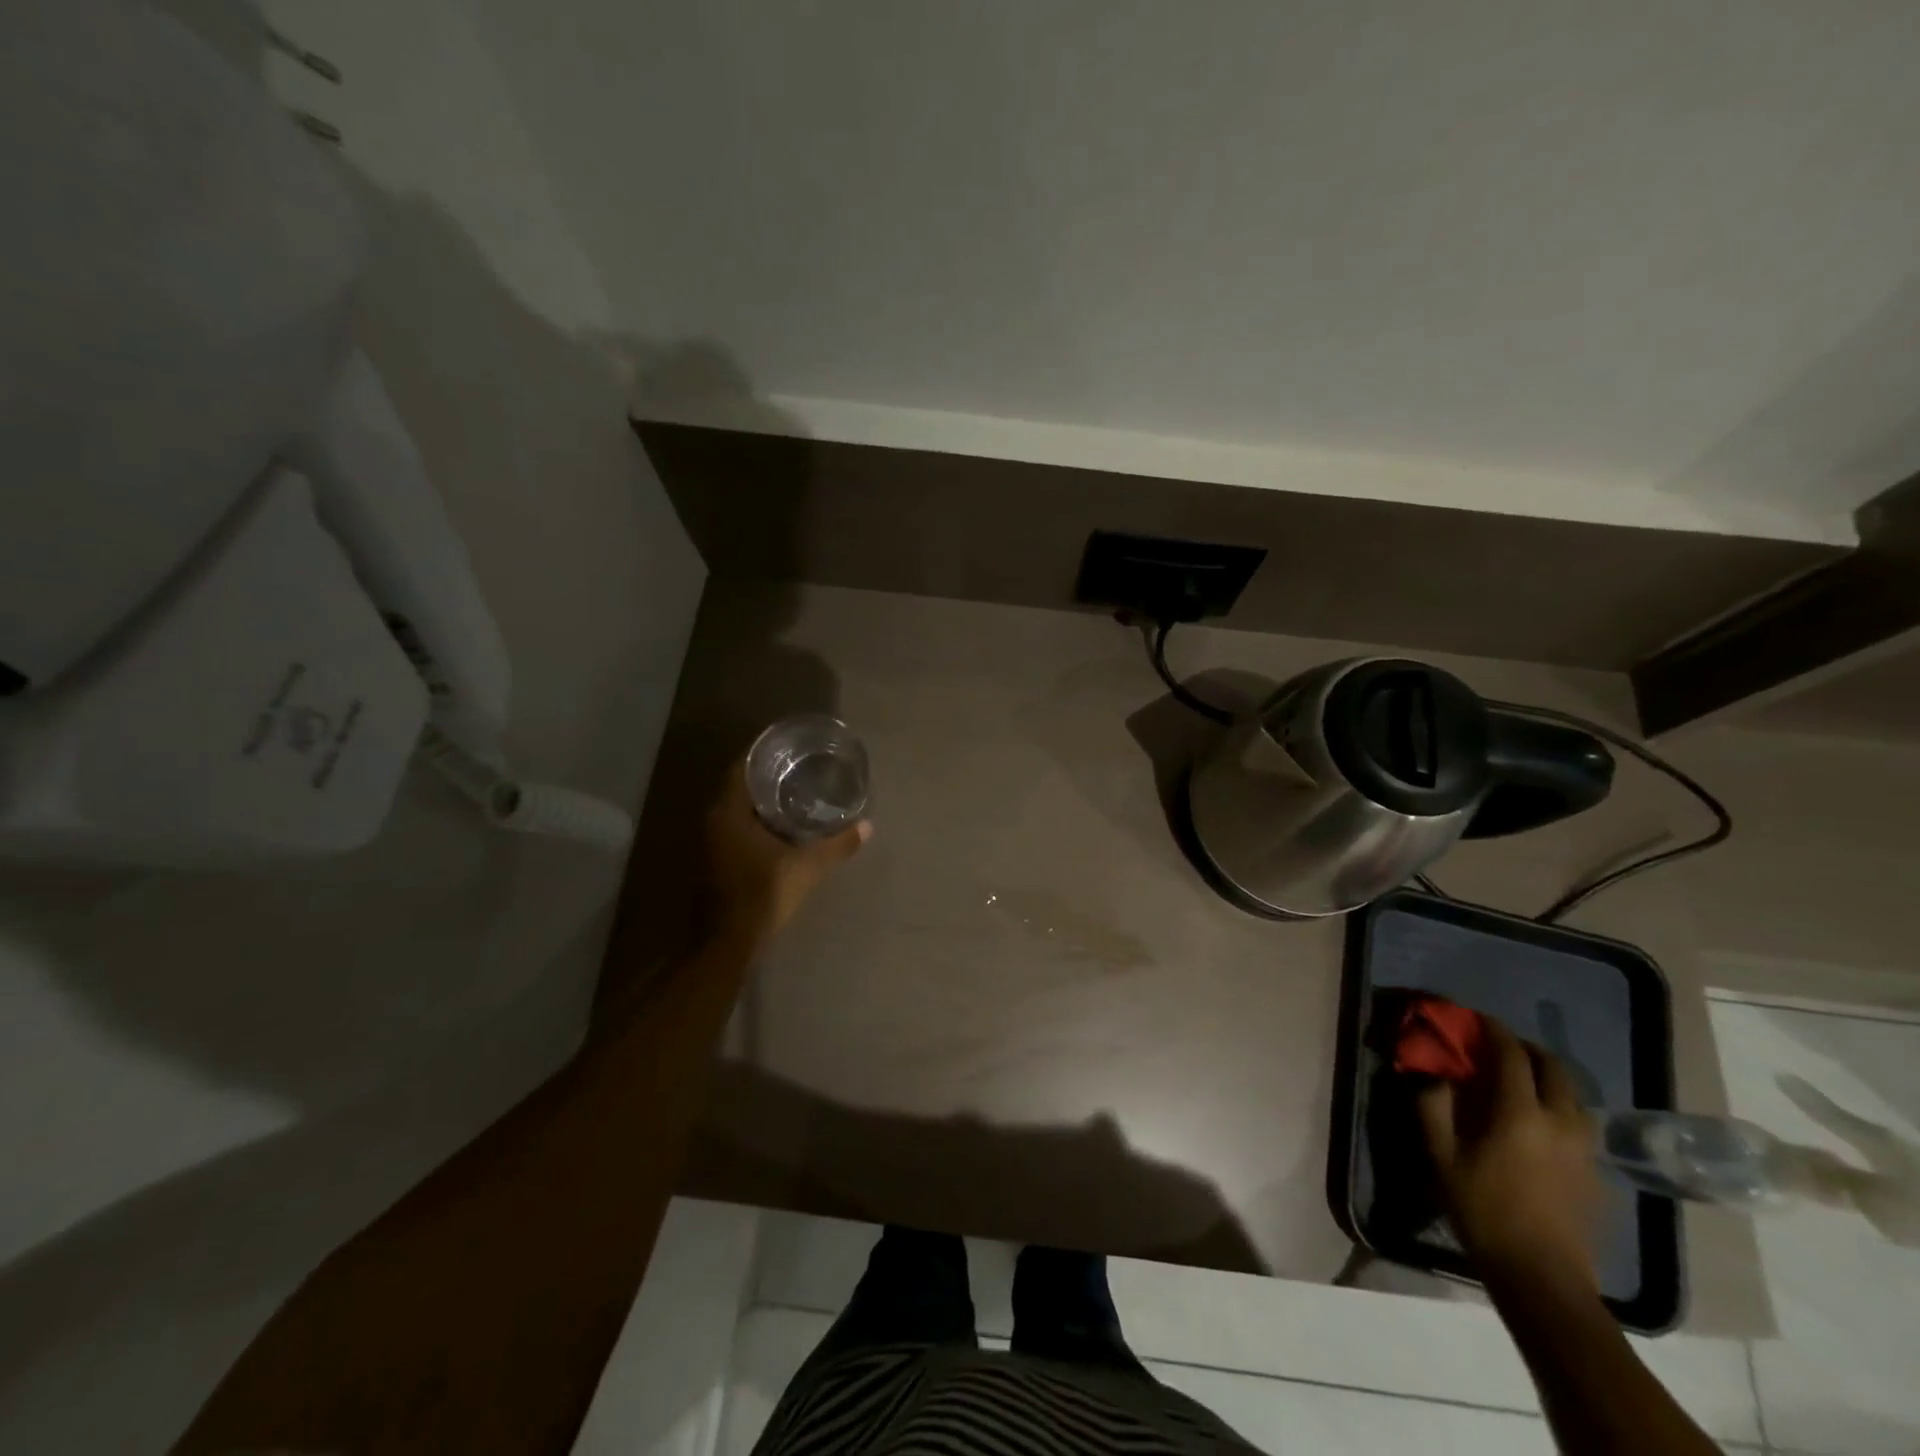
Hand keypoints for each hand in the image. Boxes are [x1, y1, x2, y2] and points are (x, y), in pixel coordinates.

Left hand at [703, 760, 869, 938]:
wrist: (727, 944)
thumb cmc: (763, 896)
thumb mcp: (807, 868)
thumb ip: (837, 845)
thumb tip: (868, 826)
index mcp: (728, 812)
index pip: (742, 767)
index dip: (764, 753)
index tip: (789, 746)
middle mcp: (713, 821)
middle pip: (740, 786)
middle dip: (768, 775)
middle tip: (800, 766)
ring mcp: (710, 842)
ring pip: (737, 808)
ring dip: (762, 799)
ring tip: (796, 791)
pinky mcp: (714, 860)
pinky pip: (736, 826)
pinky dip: (756, 820)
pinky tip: (781, 825)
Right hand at [1417, 1019, 1599, 1292]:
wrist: (1542, 1276)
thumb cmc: (1483, 1210)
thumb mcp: (1441, 1156)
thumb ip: (1432, 1106)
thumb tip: (1432, 1075)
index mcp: (1520, 1113)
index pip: (1511, 1055)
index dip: (1494, 1031)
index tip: (1476, 1018)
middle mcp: (1560, 1121)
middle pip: (1553, 1068)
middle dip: (1526, 1048)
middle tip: (1500, 1045)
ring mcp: (1584, 1148)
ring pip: (1573, 1095)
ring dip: (1548, 1076)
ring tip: (1522, 1079)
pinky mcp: (1594, 1172)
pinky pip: (1579, 1121)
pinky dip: (1559, 1104)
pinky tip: (1539, 1120)